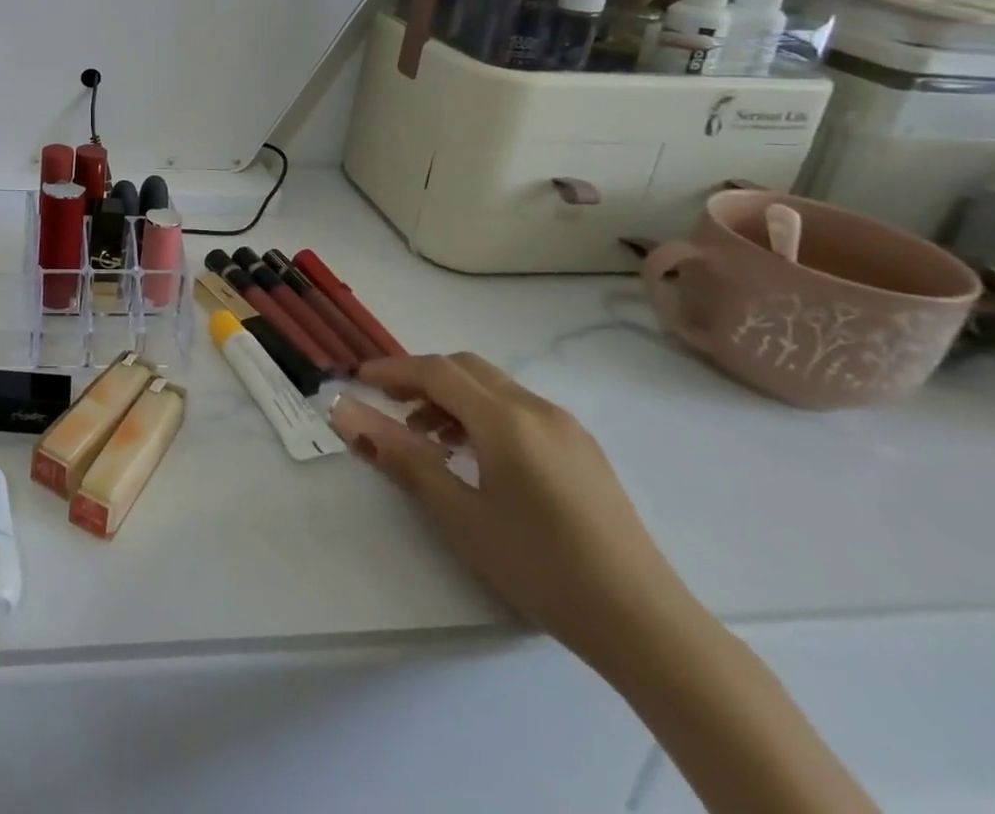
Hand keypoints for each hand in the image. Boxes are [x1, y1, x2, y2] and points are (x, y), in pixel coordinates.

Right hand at [330, 353, 700, 671]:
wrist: (648, 627)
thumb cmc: (541, 567)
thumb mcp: (459, 515)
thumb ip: (401, 457)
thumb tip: (346, 414)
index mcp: (505, 419)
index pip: (436, 371)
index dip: (392, 370)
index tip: (358, 380)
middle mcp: (537, 409)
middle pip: (466, 368)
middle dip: (422, 378)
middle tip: (389, 405)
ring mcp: (567, 428)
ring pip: (494, 388)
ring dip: (453, 397)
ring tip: (428, 439)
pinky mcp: (584, 452)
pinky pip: (520, 410)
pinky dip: (484, 415)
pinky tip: (477, 458)